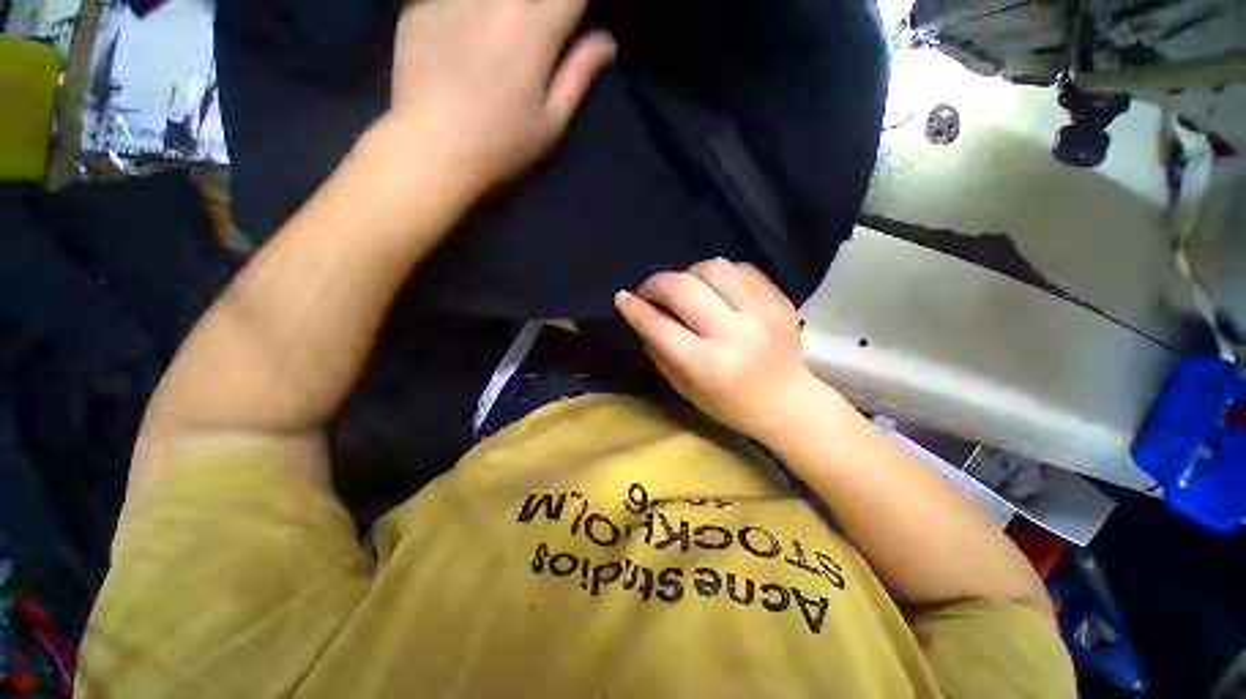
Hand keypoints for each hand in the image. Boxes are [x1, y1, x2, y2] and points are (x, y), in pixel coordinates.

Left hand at [388, 0, 615, 187]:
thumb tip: (606, 44)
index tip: (572, 25)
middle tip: (536, 41)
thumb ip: (578, 74)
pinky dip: (466, 12)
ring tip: (500, 43)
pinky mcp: (419, 1)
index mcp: (535, 26)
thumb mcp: (551, 120)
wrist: (432, 146)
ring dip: (506, 11)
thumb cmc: (501, 142)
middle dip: (542, 10)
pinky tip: (463, 35)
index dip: (575, 9)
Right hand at [616, 259, 822, 440]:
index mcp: (708, 365)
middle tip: (649, 291)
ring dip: (688, 273)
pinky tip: (714, 287)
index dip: (635, 309)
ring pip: (713, 268)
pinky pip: (741, 268)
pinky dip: (719, 273)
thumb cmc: (731, 404)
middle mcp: (734, 334)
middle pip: (684, 288)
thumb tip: (643, 316)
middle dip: (656, 283)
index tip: (622, 298)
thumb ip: (660, 352)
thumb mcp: (685, 388)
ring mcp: (762, 313)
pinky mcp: (779, 300)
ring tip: (683, 287)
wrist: (788, 401)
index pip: (660, 326)